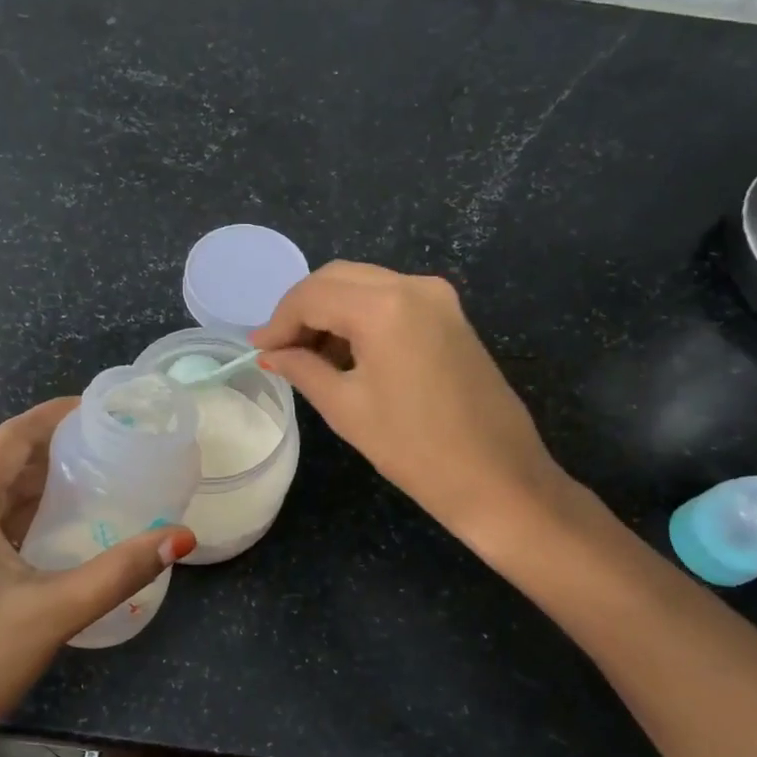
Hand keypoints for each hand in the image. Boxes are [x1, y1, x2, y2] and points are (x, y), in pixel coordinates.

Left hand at [0, 399, 195, 756]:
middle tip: (107, 447)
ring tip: (89, 479)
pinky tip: (48, 527)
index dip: (55, 416)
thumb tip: (183, 536)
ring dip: (31, 484)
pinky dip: (13, 514)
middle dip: (50, 450)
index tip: (101, 409)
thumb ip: (123, 568)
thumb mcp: (56, 610)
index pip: (12, 436)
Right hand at [251, 262, 569, 539]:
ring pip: (365, 285)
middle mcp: (414, 286)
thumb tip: (271, 353)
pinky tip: (346, 354)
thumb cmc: (413, 448)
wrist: (498, 478)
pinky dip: (361, 317)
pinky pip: (392, 300)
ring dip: (331, 312)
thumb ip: (302, 369)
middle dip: (303, 309)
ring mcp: (439, 298)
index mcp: (384, 306)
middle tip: (280, 349)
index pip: (312, 295)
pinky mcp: (451, 316)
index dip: (279, 321)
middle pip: (338, 278)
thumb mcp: (345, 408)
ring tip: (309, 357)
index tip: (259, 350)